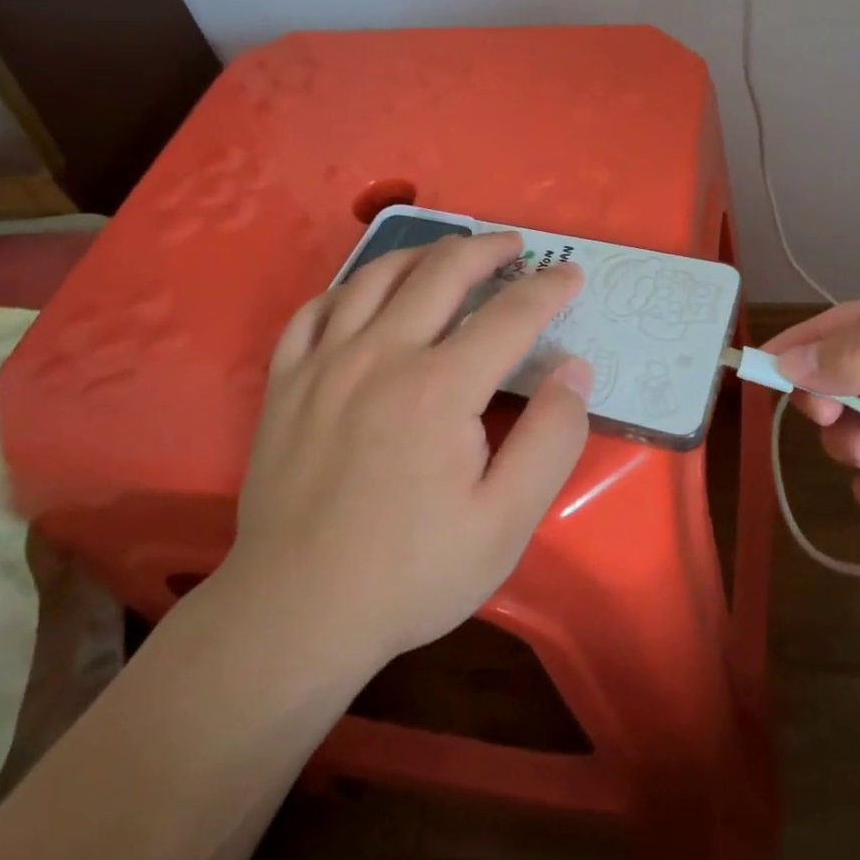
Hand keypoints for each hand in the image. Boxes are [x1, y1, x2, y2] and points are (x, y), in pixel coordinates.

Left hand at [222, 233, 592, 671]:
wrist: (296, 613)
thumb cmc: (411, 573)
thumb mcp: (505, 523)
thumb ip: (551, 440)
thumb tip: (574, 370)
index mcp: (440, 387)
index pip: (509, 315)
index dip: (548, 288)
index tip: (570, 274)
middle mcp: (381, 355)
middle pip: (441, 273)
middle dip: (487, 250)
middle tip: (514, 246)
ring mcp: (324, 363)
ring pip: (376, 277)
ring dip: (421, 254)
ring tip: (448, 253)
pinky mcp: (285, 382)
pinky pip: (313, 310)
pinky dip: (347, 288)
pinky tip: (363, 293)